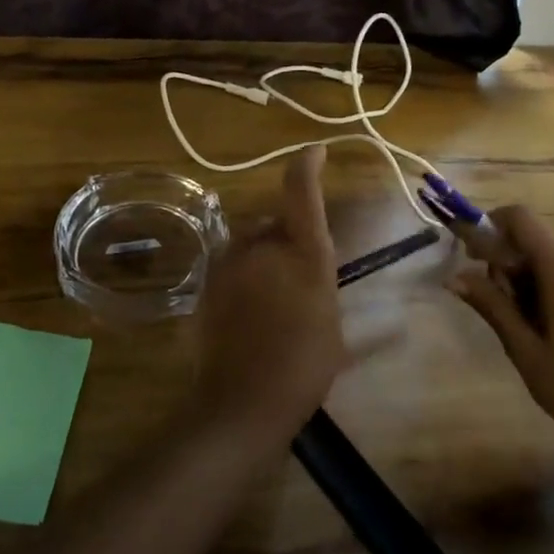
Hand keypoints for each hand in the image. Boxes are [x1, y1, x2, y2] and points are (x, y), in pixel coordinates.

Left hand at [194, 146, 345, 444]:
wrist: (242, 402)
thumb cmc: (302, 366)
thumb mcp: (333, 328)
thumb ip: (326, 288)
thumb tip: (345, 284)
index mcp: (303, 253)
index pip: (301, 191)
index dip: (307, 164)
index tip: (315, 151)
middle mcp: (263, 246)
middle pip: (274, 222)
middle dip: (285, 238)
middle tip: (298, 276)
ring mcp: (230, 262)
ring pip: (250, 243)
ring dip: (263, 257)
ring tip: (273, 298)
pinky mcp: (207, 281)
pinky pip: (231, 265)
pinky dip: (243, 276)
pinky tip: (251, 310)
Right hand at [450, 205, 553, 473]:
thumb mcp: (521, 347)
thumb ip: (489, 304)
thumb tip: (453, 277)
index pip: (522, 219)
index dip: (493, 224)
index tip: (474, 252)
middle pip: (539, 241)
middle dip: (511, 260)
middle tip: (497, 300)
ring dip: (535, 275)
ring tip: (527, 320)